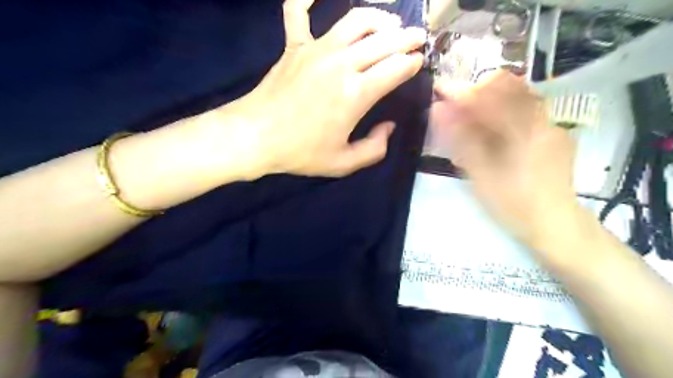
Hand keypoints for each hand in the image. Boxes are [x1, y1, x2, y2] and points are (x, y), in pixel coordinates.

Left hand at [206, 0, 424, 176]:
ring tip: (389, 23)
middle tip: (417, 38)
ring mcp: (316, 50)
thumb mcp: (343, 163)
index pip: (396, 67)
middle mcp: (341, 64)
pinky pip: (298, 11)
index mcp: (356, 94)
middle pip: (384, 40)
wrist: (255, 137)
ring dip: (378, 18)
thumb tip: (389, 128)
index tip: (418, 63)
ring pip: (355, 20)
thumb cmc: (300, 152)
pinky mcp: (294, 46)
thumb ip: (374, 149)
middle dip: (407, 37)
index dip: (412, 63)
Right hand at [431, 71, 577, 245]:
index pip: (488, 93)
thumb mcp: (479, 173)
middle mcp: (542, 117)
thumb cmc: (513, 203)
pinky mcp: (554, 134)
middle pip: (507, 86)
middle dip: (476, 92)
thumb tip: (437, 111)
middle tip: (454, 108)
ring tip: (470, 120)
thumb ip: (459, 139)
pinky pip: (525, 112)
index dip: (460, 90)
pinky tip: (493, 133)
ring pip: (517, 97)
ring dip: (489, 102)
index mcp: (523, 127)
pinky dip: (503, 114)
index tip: (438, 89)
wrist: (555, 225)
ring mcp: (551, 124)